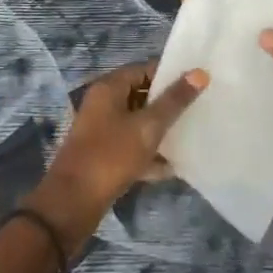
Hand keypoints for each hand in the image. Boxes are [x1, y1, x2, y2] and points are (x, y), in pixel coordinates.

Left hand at [30, 59, 207, 243]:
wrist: (73, 203)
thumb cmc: (111, 156)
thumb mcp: (147, 127)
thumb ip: (174, 101)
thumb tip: (199, 72)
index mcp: (109, 88)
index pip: (143, 69)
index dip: (169, 74)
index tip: (197, 84)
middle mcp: (103, 104)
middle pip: (140, 95)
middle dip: (167, 104)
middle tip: (198, 110)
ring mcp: (101, 131)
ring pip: (137, 123)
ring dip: (160, 130)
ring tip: (190, 137)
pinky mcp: (103, 156)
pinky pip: (131, 147)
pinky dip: (149, 154)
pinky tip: (171, 168)